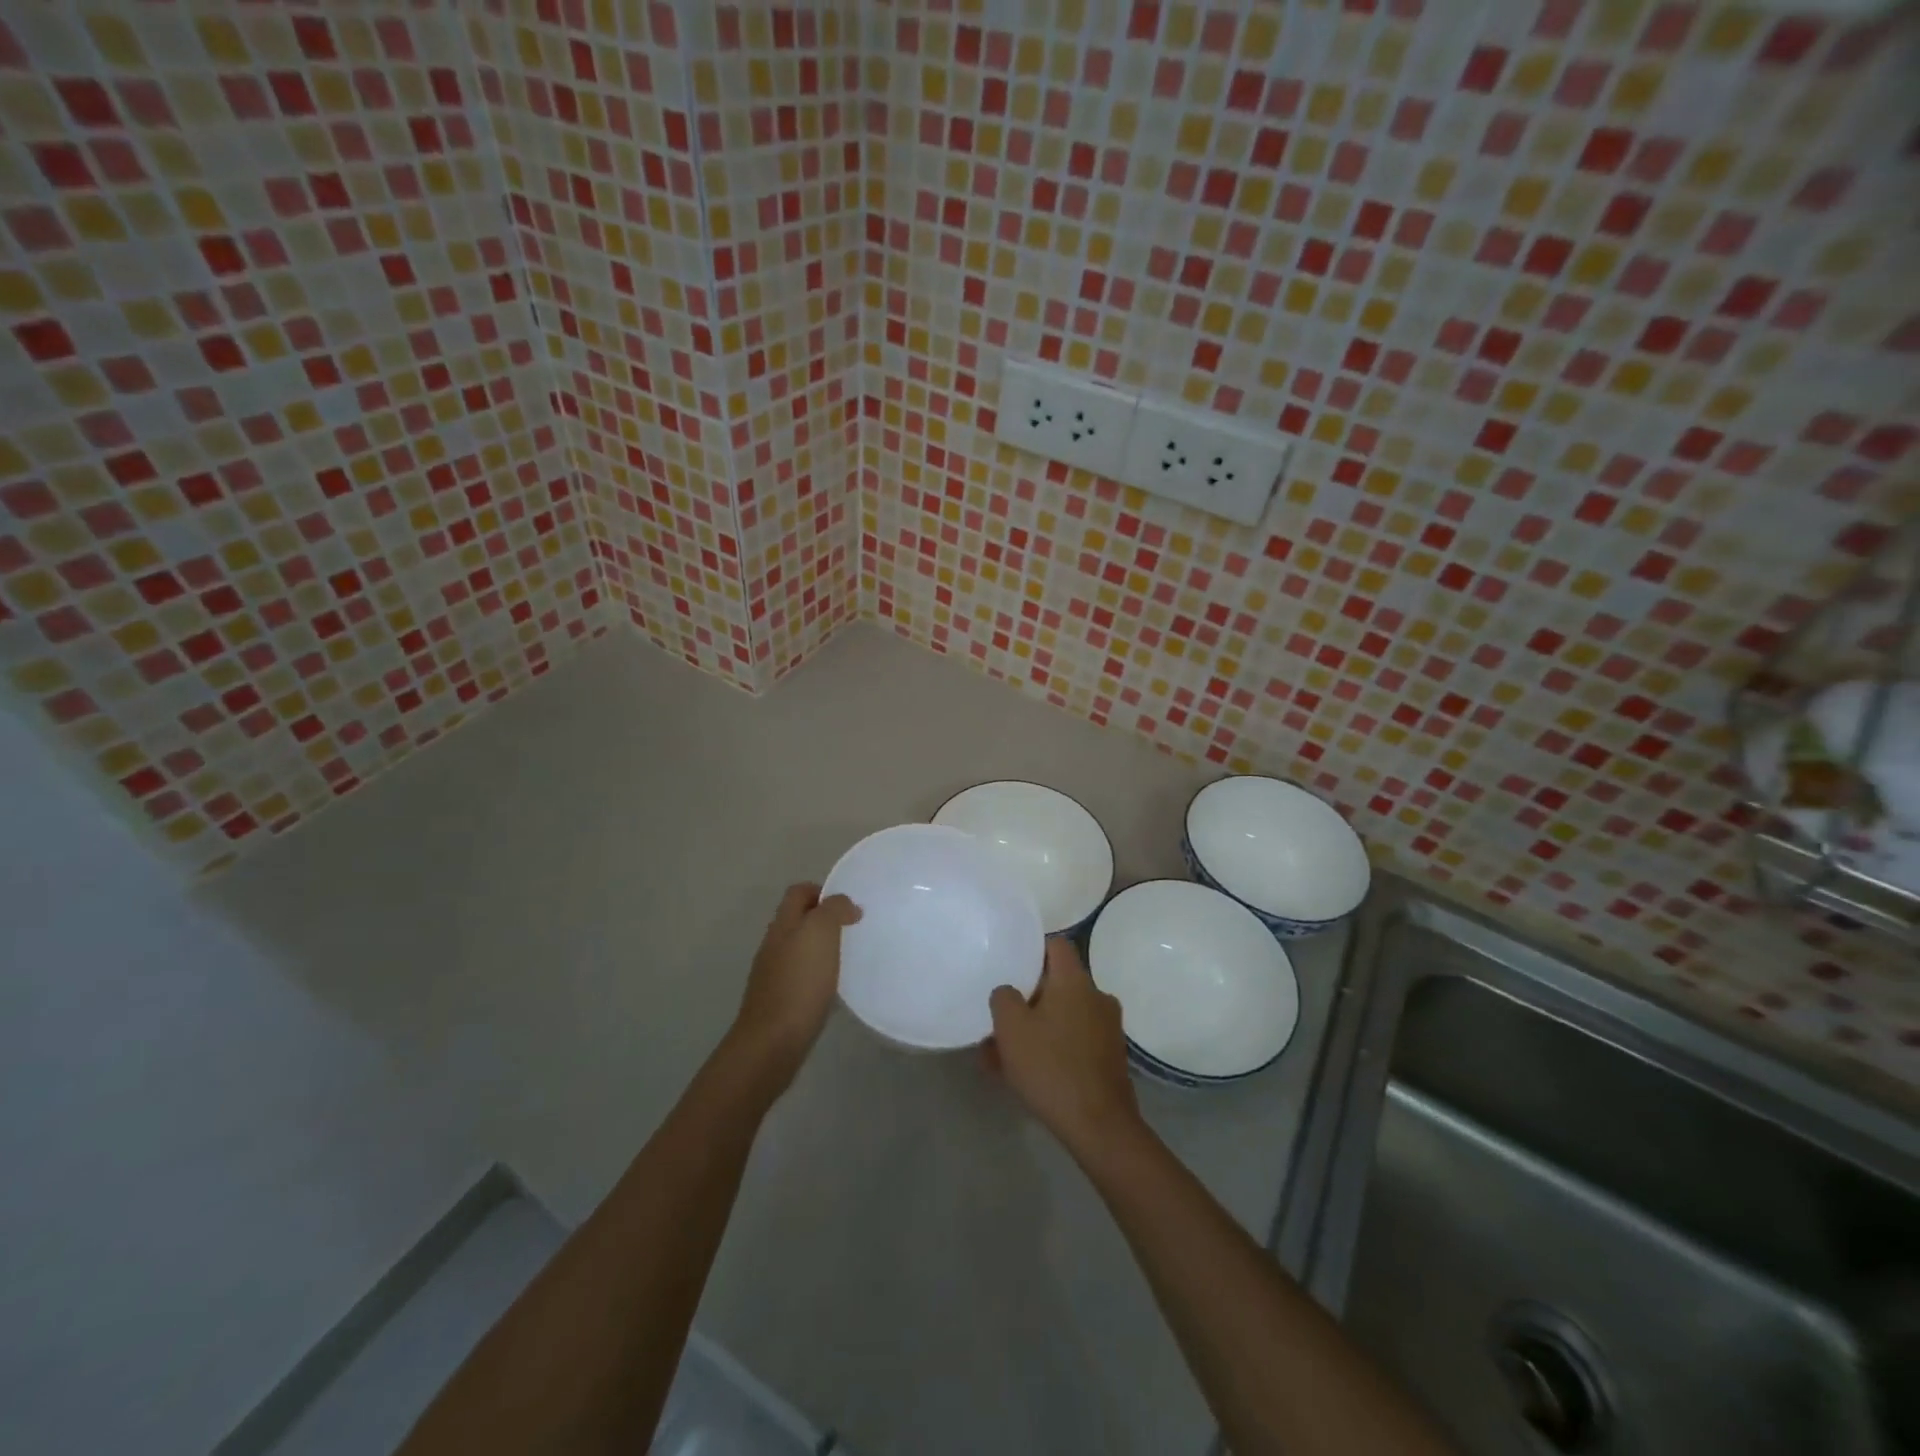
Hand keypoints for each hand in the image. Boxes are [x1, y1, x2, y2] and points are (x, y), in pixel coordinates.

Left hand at [729, 883, 860, 1085]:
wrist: (772, 1042)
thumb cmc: (800, 982)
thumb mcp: (821, 933)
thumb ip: (833, 910)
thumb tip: (845, 904)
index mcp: (783, 924)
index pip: (798, 892)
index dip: (821, 891)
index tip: (848, 904)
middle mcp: (773, 944)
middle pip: (797, 919)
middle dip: (823, 919)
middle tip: (853, 929)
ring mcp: (773, 974)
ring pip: (798, 948)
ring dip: (821, 947)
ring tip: (848, 956)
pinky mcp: (779, 1001)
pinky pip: (800, 976)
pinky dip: (816, 974)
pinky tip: (832, 987)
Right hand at [989, 938, 1142, 1156]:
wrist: (1099, 1126)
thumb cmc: (1051, 1066)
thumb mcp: (1011, 1028)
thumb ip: (1003, 998)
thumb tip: (1009, 992)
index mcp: (1075, 981)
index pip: (1056, 944)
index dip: (1033, 949)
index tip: (1011, 965)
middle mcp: (1097, 996)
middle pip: (1058, 983)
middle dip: (1029, 997)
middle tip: (1002, 1016)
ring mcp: (1108, 1028)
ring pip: (1064, 1015)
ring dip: (1037, 1027)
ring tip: (1005, 1052)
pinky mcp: (1110, 1057)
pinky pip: (1074, 1040)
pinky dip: (1053, 1048)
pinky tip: (1027, 1073)